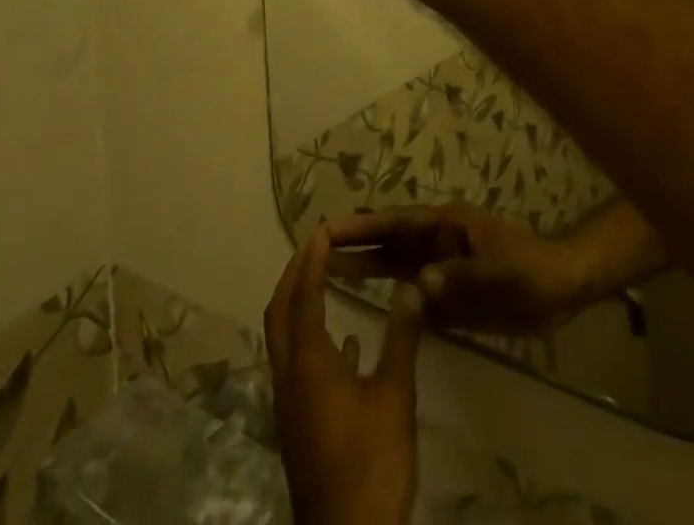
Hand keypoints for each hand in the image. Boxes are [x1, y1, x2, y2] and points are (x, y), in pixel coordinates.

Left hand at [267, 227, 425, 524]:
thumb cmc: (372, 463)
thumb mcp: (395, 395)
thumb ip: (402, 336)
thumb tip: (413, 284)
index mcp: (309, 363)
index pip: (304, 296)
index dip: (311, 260)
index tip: (322, 230)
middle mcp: (290, 377)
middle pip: (280, 313)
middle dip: (294, 275)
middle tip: (316, 246)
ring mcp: (291, 405)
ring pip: (284, 339)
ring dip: (299, 304)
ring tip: (325, 279)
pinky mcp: (300, 426)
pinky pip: (299, 367)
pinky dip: (314, 340)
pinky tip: (348, 344)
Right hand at [327, 204, 595, 335]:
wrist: (560, 289)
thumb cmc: (529, 270)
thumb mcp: (499, 272)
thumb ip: (459, 278)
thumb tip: (417, 284)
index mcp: (446, 226)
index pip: (396, 223)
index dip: (363, 225)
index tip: (327, 228)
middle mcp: (437, 242)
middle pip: (388, 242)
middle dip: (354, 243)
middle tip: (314, 249)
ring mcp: (441, 268)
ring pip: (395, 266)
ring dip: (365, 267)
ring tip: (327, 272)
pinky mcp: (449, 295)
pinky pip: (412, 294)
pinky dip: (390, 296)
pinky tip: (366, 306)